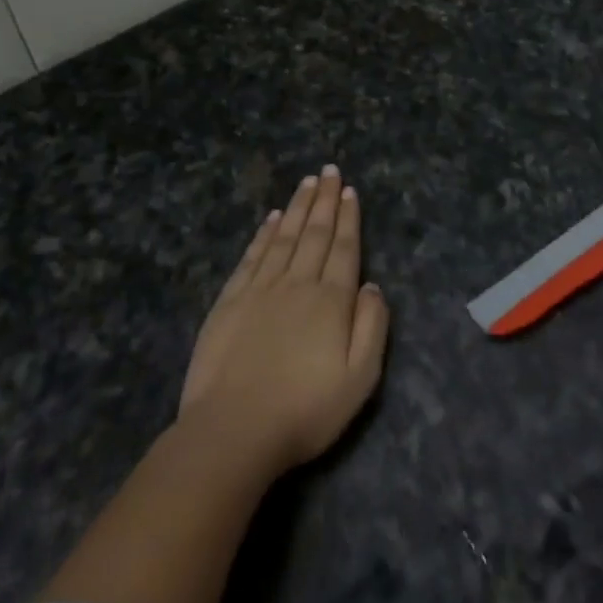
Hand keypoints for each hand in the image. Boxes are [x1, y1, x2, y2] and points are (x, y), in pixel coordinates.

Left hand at [178, 166, 389, 475]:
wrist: (232, 432)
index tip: (350, 191)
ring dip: (298, 207)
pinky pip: (252, 257)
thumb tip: (373, 286)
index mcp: (331, 300)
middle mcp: (297, 284)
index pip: (344, 248)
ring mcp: (260, 290)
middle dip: (325, 200)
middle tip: (330, 170)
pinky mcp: (229, 302)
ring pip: (284, 237)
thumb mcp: (360, 378)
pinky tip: (271, 219)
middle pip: (315, 233)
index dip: (348, 218)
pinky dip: (264, 234)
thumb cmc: (304, 410)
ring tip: (307, 182)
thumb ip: (372, 327)